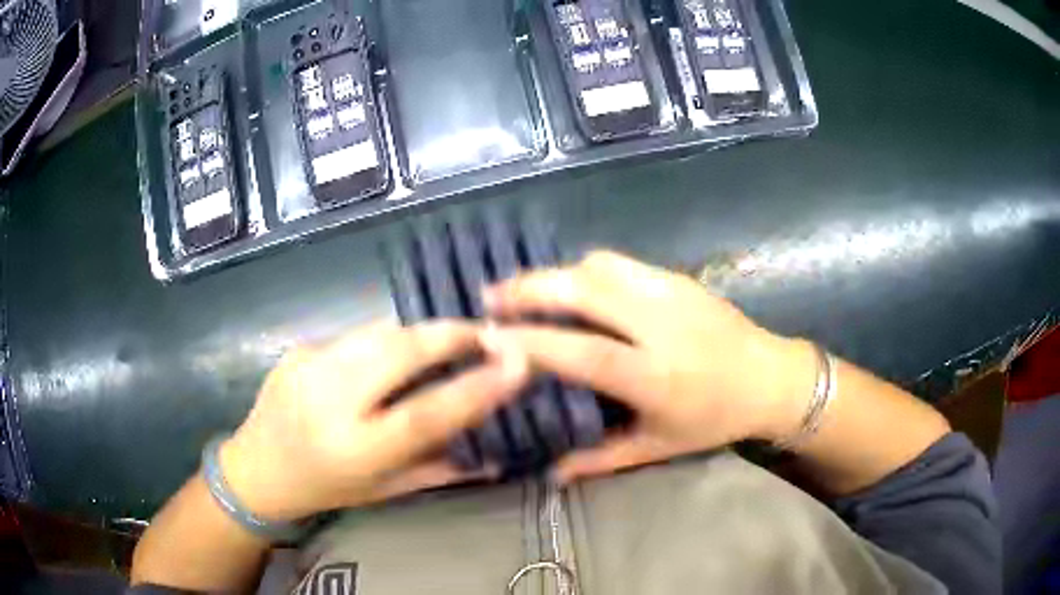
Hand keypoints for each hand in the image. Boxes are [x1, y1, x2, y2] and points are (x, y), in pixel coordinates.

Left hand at [219, 321, 529, 521]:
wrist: (254, 468)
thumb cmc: (324, 489)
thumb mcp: (382, 490)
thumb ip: (438, 469)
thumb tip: (496, 453)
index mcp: (352, 450)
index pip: (424, 414)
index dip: (476, 387)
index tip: (517, 363)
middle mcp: (327, 402)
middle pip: (399, 352)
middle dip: (451, 335)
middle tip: (489, 331)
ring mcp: (307, 366)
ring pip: (379, 332)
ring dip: (422, 332)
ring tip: (452, 336)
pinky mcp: (298, 348)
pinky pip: (356, 335)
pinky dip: (388, 339)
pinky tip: (397, 352)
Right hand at [483, 251, 815, 481]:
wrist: (770, 378)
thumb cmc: (714, 420)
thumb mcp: (658, 447)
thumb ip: (600, 459)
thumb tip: (550, 473)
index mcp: (655, 376)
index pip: (582, 352)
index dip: (531, 342)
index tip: (489, 337)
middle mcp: (661, 325)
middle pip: (585, 290)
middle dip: (530, 288)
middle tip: (490, 297)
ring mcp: (672, 292)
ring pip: (600, 266)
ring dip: (555, 273)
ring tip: (524, 289)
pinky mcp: (679, 277)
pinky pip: (621, 263)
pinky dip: (584, 270)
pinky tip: (570, 285)